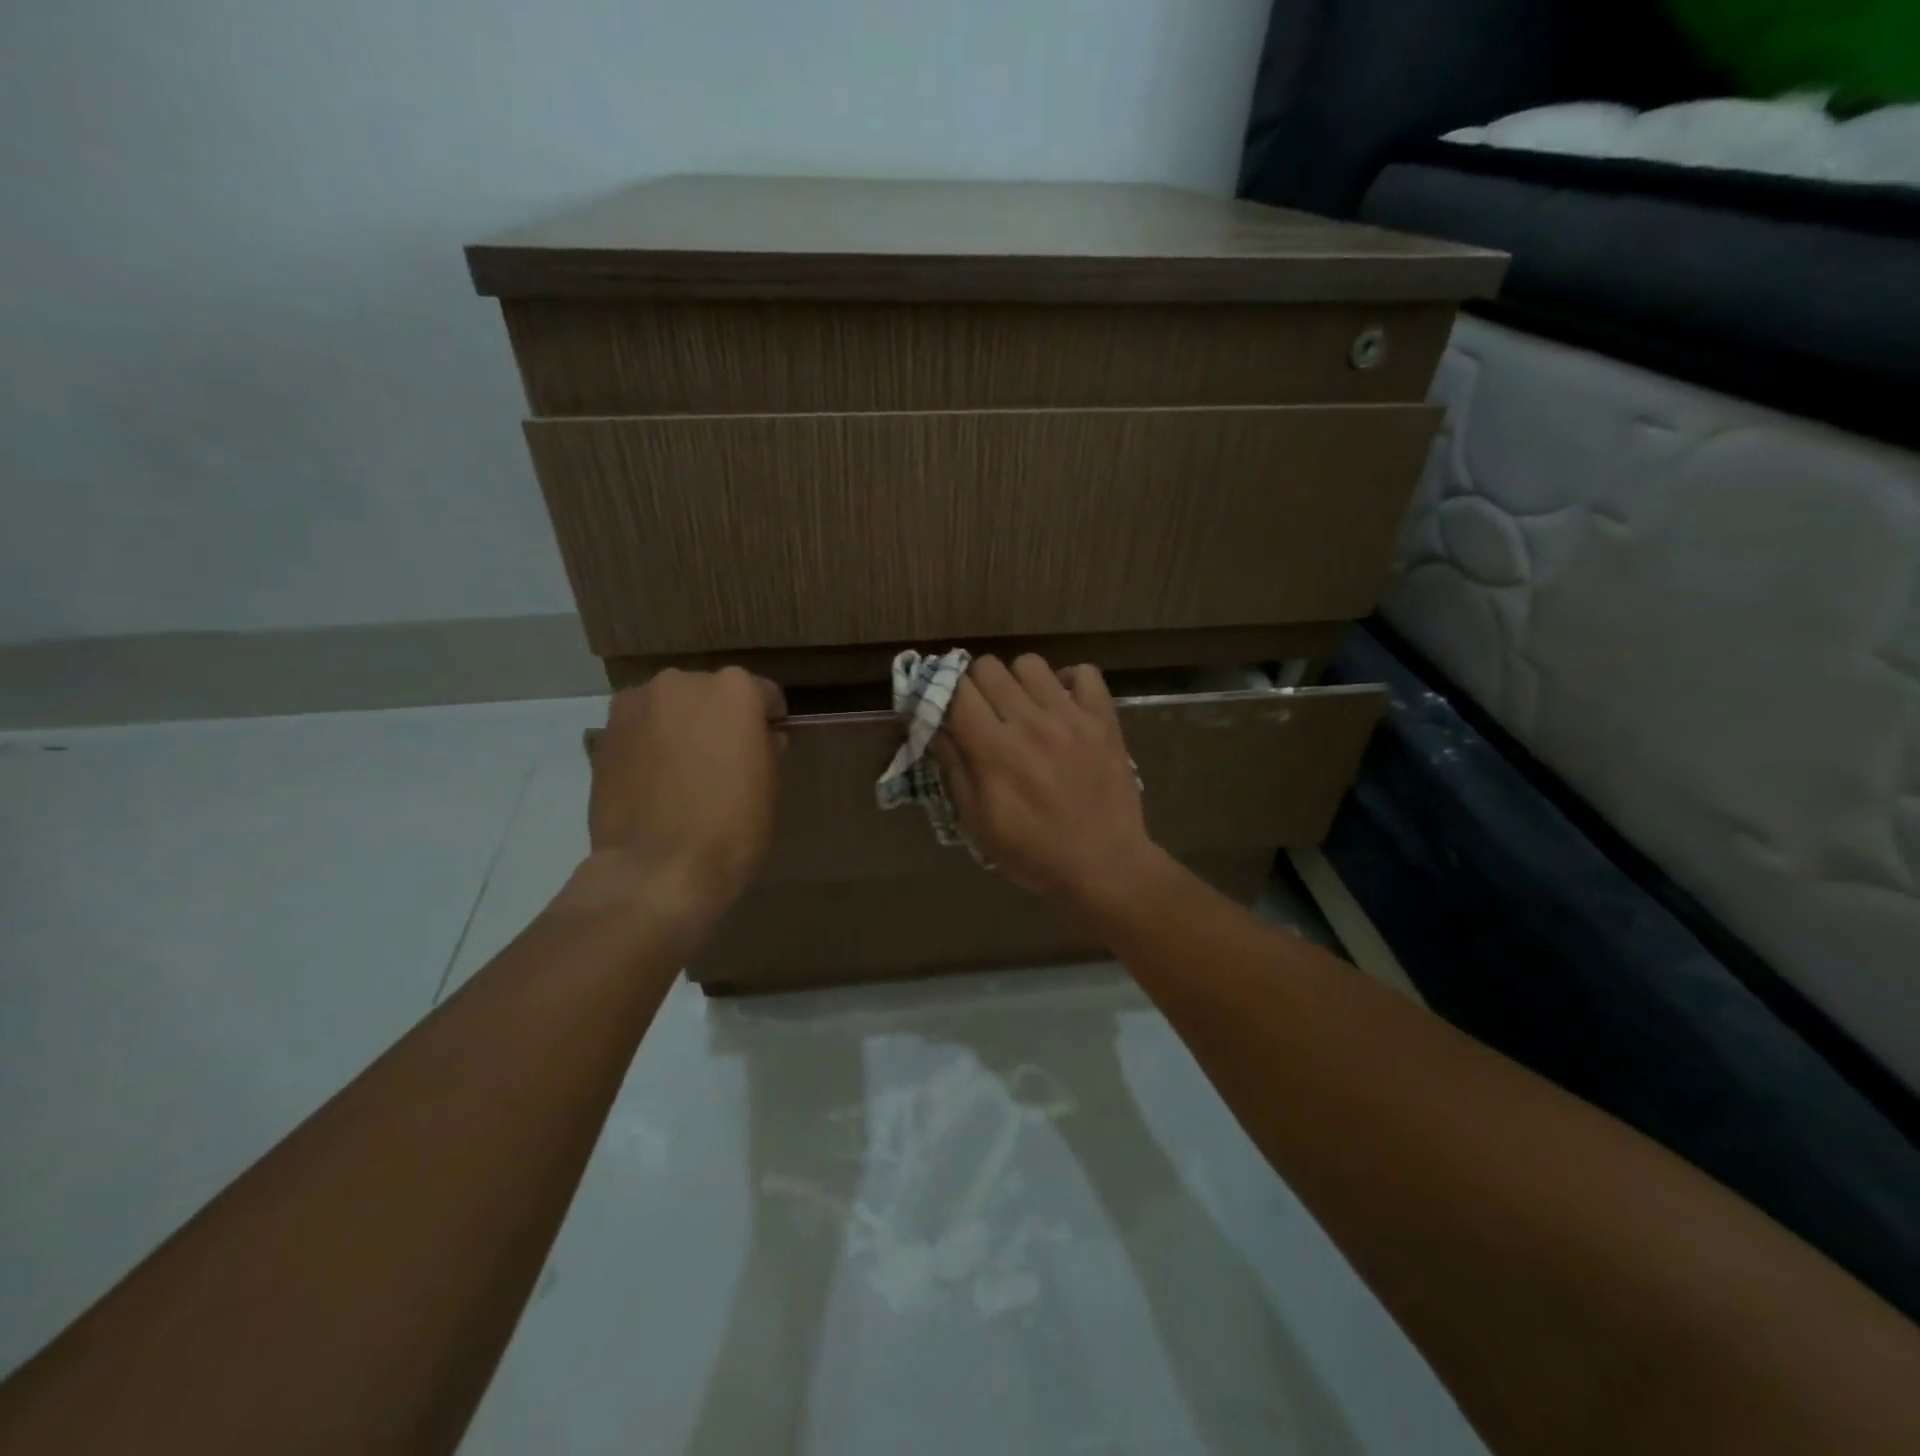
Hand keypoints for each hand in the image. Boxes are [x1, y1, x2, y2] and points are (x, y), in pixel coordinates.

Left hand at [574, 667, 786, 926]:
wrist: (657, 869)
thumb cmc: (731, 826)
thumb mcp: (770, 787)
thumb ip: (767, 749)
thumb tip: (762, 739)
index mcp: (734, 689)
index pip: (763, 694)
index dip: (768, 721)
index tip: (767, 746)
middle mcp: (683, 682)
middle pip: (711, 693)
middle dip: (720, 719)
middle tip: (723, 760)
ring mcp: (637, 704)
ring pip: (671, 707)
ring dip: (681, 726)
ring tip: (682, 770)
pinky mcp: (604, 732)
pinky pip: (640, 728)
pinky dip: (650, 743)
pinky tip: (654, 779)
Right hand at [931, 655, 1167, 911]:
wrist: (1105, 865)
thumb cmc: (1034, 852)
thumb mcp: (979, 824)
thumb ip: (955, 770)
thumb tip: (936, 728)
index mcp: (994, 750)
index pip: (956, 690)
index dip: (945, 692)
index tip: (947, 707)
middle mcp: (1030, 722)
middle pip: (988, 667)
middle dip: (976, 684)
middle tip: (983, 710)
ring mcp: (1070, 717)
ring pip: (1030, 663)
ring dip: (1018, 681)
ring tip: (1023, 707)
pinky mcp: (1103, 719)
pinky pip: (1085, 673)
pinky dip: (1070, 681)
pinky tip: (1063, 704)